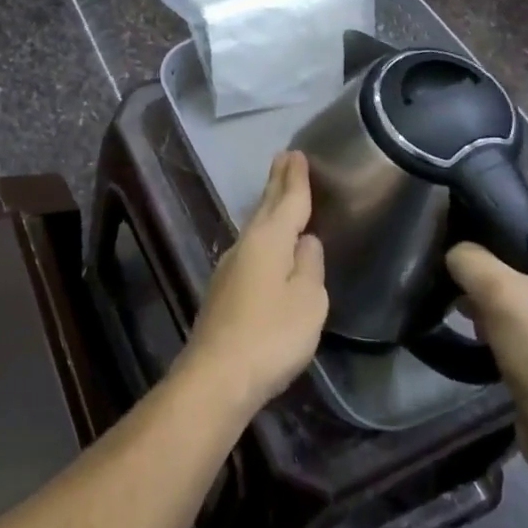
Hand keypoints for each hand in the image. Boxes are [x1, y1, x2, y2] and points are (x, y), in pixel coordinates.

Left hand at [181, 151, 327, 417]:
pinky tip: (266, 242)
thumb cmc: (272, 334)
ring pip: (255, 226)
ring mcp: (230, 266)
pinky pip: (250, 247)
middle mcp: (245, 244)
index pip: (287, 200)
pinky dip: (263, 233)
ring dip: (269, 207)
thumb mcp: (308, 300)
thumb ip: (309, 266)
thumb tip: (305, 241)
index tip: (296, 153)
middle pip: (265, 207)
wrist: (218, 373)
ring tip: (279, 193)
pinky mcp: (224, 289)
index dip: (295, 178)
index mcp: (269, 239)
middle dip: (277, 183)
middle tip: (285, 159)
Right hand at [447, 238, 527, 456]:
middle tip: (467, 293)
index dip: (494, 246)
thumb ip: (468, 258)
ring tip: (471, 317)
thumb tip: (455, 253)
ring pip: (522, 298)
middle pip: (525, 269)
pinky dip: (503, 327)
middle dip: (491, 281)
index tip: (466, 260)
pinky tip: (484, 337)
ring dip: (492, 306)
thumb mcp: (497, 291)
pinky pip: (526, 325)